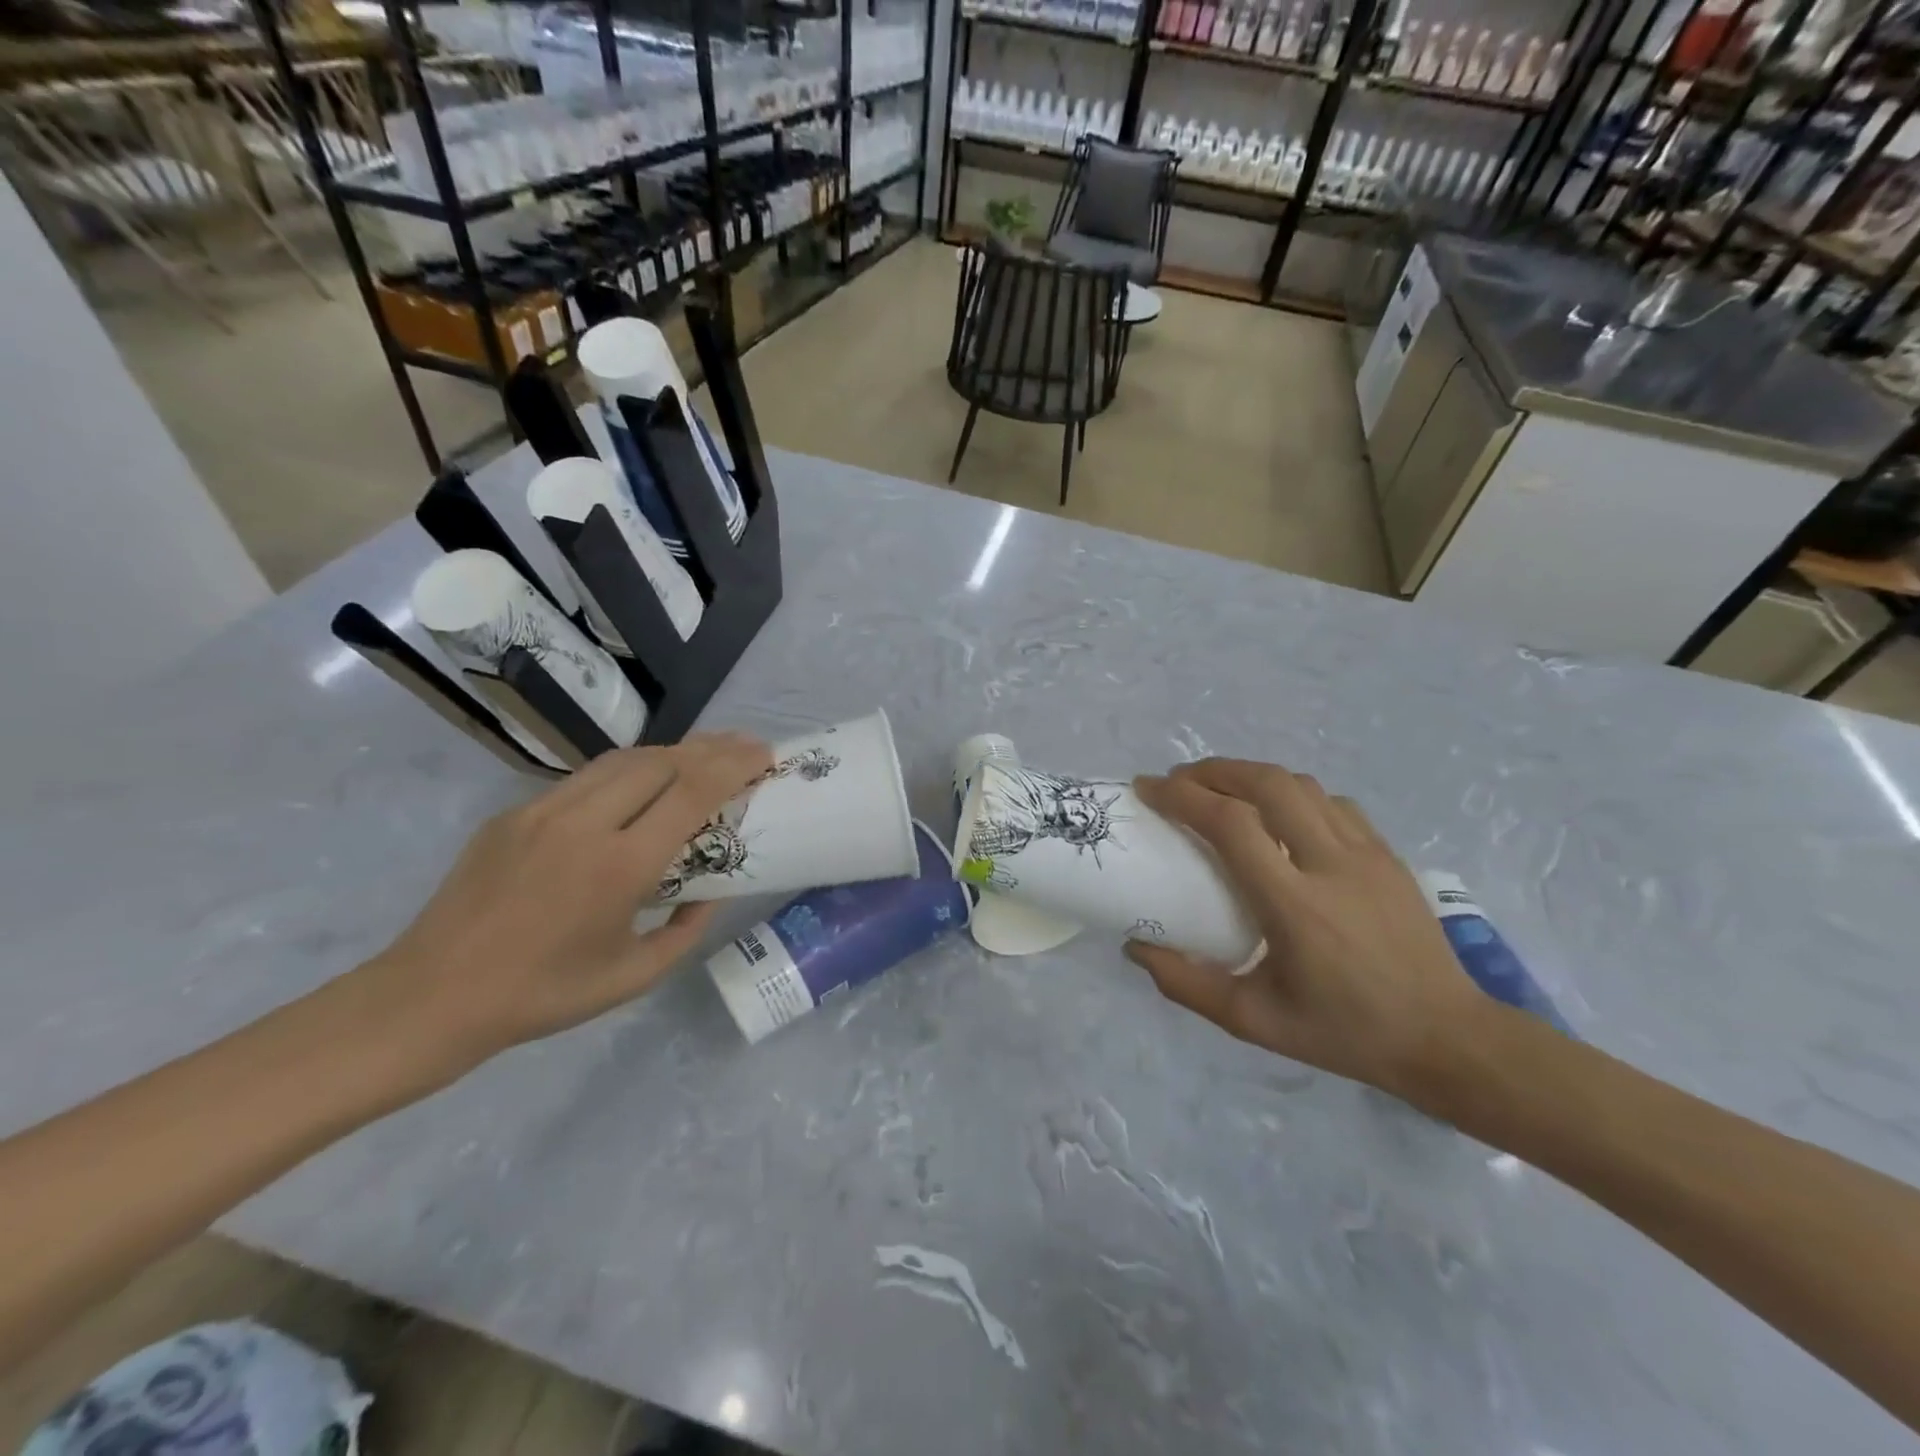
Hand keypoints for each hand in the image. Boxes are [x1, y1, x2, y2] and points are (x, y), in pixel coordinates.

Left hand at [361, 733, 770, 1066]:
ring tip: (702, 756)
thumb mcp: (635, 976)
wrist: (431, 996)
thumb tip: (710, 893)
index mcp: (620, 866)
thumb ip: (686, 929)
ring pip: (623, 760)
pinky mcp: (514, 813)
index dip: (734, 765)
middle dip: (711, 748)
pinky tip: (642, 784)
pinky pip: (586, 778)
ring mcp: (543, 811)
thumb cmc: (544, 995)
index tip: (764, 755)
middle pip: (662, 761)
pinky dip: (628, 771)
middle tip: (744, 749)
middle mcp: (585, 824)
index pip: (691, 792)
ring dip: (671, 753)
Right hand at [1130, 760, 1486, 1099]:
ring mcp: (1366, 853)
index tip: (1149, 789)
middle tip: (1179, 781)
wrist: (1447, 1038)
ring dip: (1251, 776)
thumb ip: (1186, 984)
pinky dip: (1292, 794)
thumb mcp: (1253, 1022)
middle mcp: (1331, 864)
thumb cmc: (1344, 1031)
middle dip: (1214, 770)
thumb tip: (1135, 946)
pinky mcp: (1387, 854)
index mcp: (1294, 905)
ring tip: (1221, 789)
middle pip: (1267, 783)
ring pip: (1302, 785)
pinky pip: (1332, 803)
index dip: (1183, 796)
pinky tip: (1278, 814)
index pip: (1231, 824)